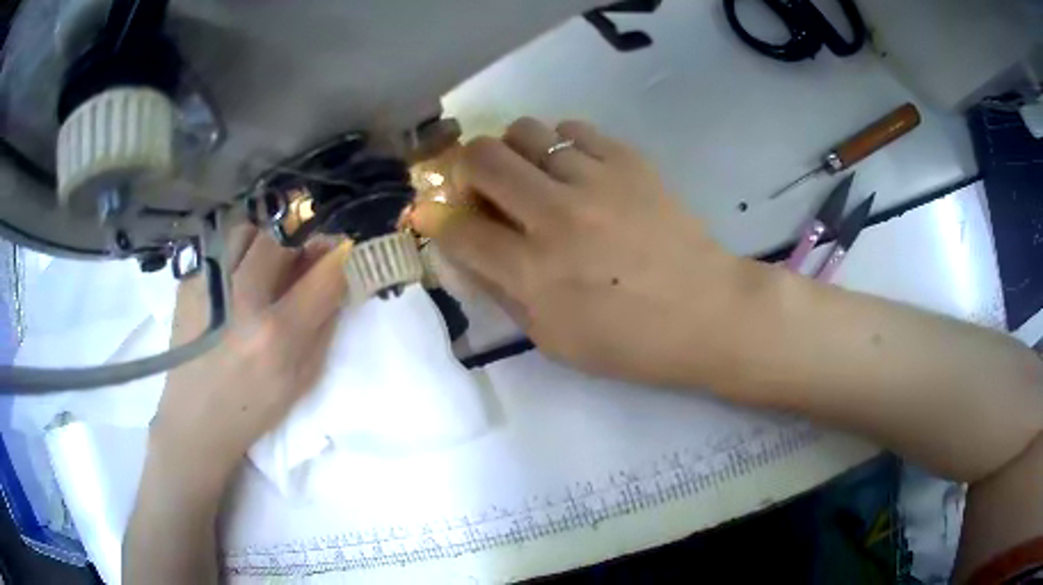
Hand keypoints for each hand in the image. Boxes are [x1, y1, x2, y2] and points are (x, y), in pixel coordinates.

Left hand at [150, 229, 348, 484]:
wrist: (195, 420)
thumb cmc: (253, 408)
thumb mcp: (302, 379)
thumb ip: (324, 324)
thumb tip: (340, 277)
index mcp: (276, 334)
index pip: (325, 273)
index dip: (342, 256)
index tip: (346, 252)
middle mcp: (241, 300)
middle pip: (282, 236)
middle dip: (301, 241)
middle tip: (301, 258)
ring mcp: (209, 286)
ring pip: (246, 230)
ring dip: (265, 241)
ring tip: (264, 266)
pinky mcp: (187, 282)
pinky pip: (220, 246)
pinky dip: (237, 253)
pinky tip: (234, 282)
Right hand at [412, 118, 743, 385]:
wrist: (708, 312)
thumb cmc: (631, 341)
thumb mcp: (554, 340)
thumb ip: (504, 292)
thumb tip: (467, 251)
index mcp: (534, 273)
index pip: (458, 230)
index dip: (434, 218)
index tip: (431, 213)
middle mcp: (556, 216)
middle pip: (480, 158)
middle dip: (464, 168)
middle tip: (481, 187)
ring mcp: (595, 180)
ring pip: (524, 131)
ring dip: (513, 151)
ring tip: (531, 174)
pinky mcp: (628, 161)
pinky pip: (572, 128)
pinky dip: (559, 144)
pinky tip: (572, 168)